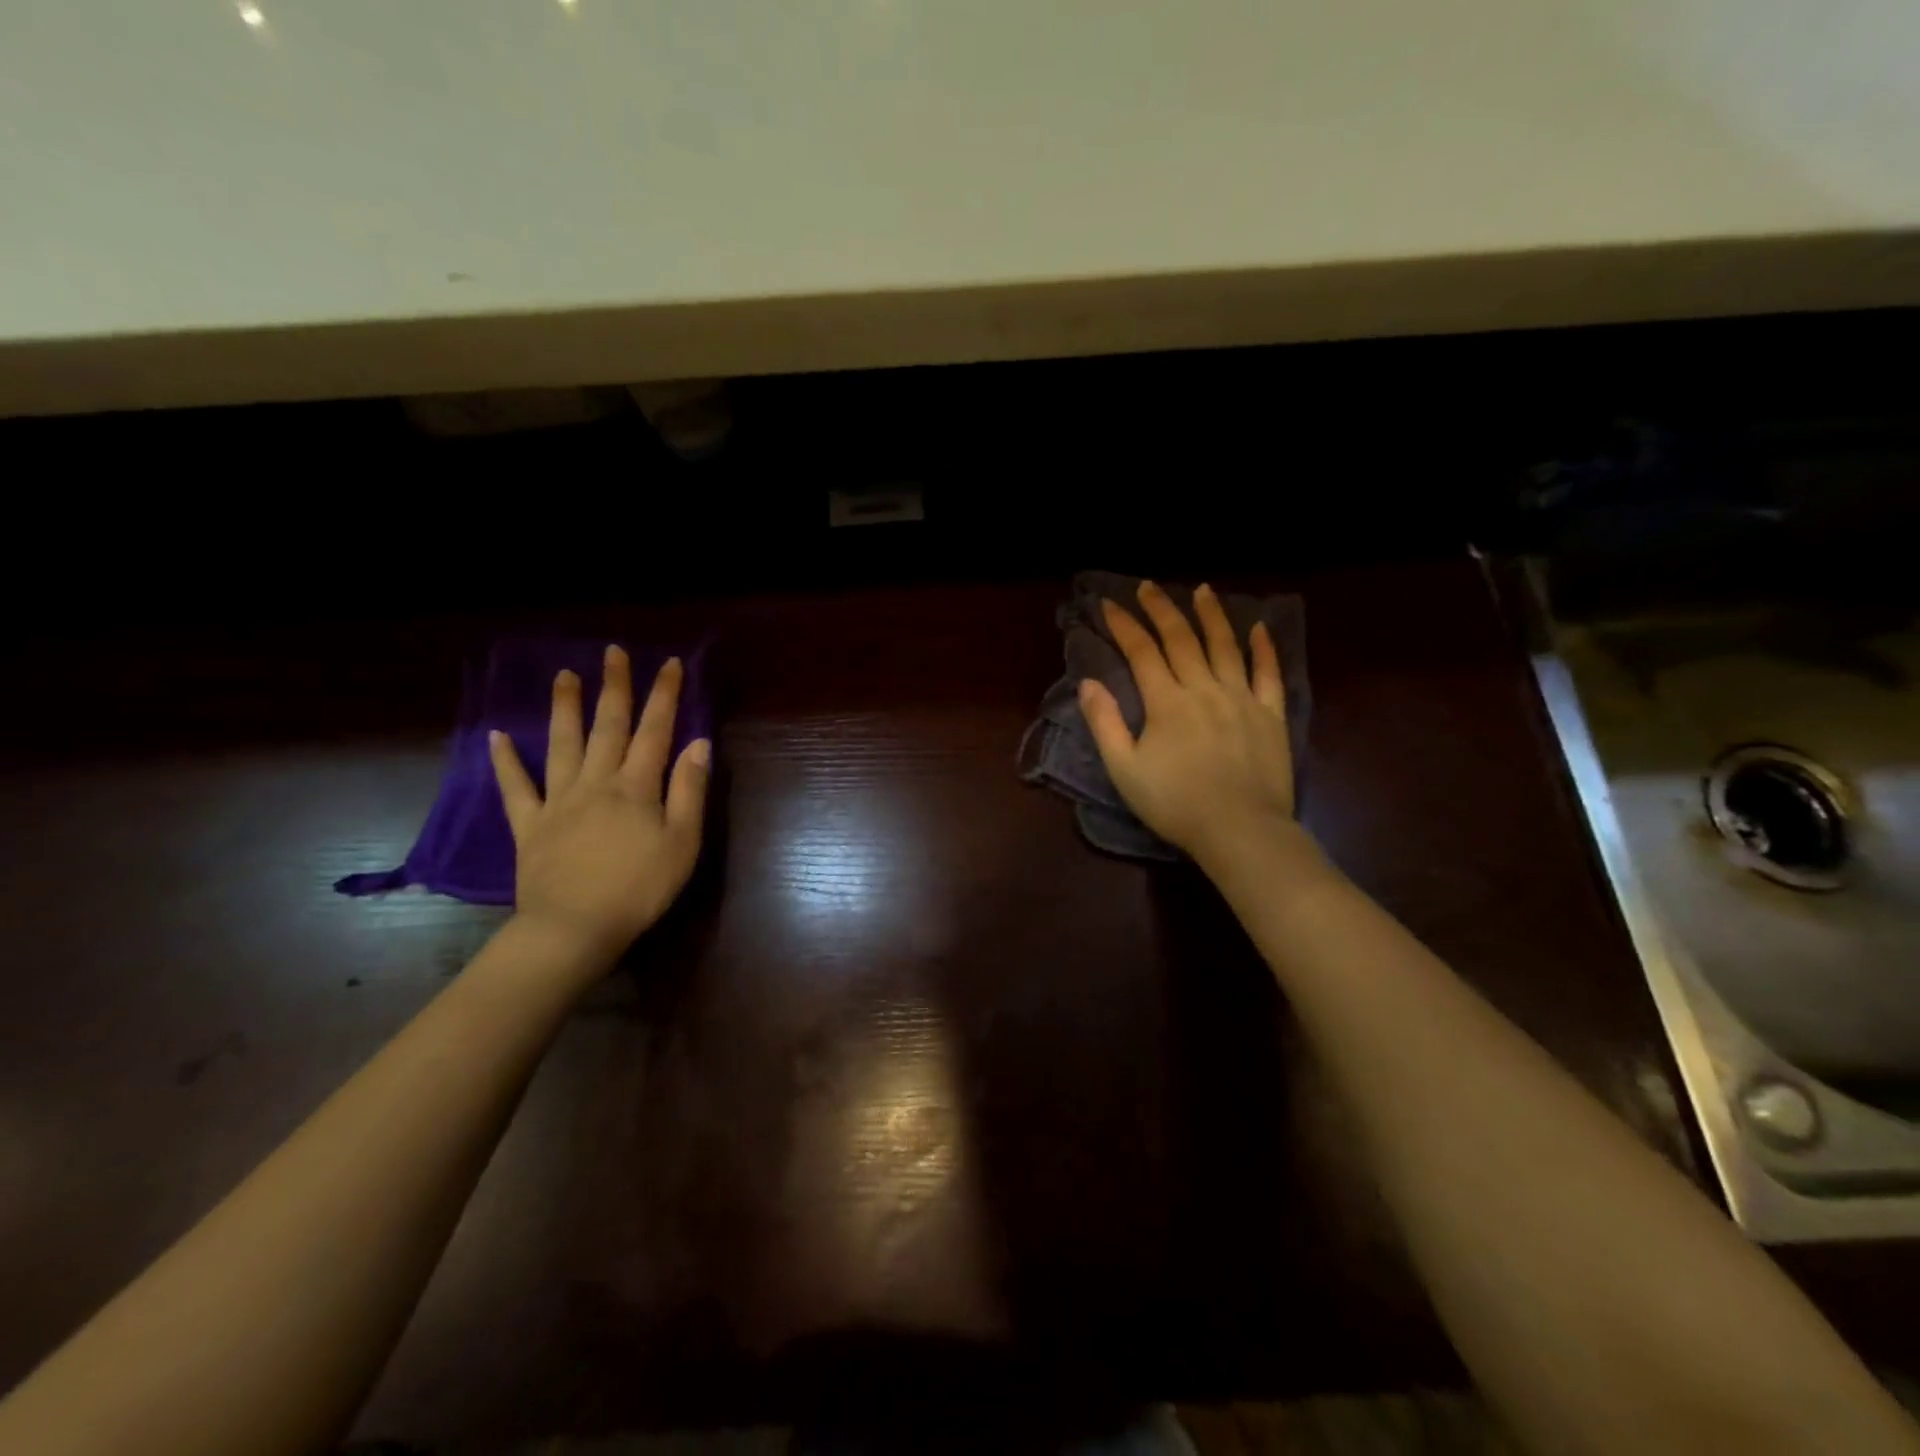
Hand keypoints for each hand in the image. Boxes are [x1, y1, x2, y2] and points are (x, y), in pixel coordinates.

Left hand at [488, 645, 710, 963]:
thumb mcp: (683, 842)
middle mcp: (597, 782)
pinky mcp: (530, 825)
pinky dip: (506, 761)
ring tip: (564, 675)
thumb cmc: (640, 888)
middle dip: (614, 687)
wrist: (575, 928)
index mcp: (636, 786)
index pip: (655, 730)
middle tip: (613, 653)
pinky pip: (516, 788)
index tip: (669, 663)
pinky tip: (497, 737)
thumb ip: (689, 790)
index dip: (664, 695)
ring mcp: (559, 801)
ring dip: (565, 708)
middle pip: (608, 727)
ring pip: (563, 745)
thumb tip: (699, 743)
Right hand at [1080, 581, 1296, 866]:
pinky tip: (1258, 628)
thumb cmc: (1175, 804)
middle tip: (1148, 586)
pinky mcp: (1271, 715)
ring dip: (1211, 615)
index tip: (1110, 604)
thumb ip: (1106, 723)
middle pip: (1181, 640)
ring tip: (1202, 590)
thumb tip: (1088, 683)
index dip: (1124, 625)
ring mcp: (1242, 698)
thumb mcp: (1125, 769)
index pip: (1142, 652)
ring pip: (1225, 646)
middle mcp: (1204, 689)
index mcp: (1167, 702)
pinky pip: (1268, 673)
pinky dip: (1263, 648)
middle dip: (1161, 610)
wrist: (1240, 829)